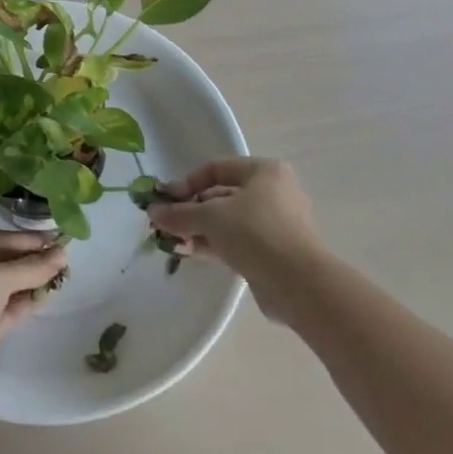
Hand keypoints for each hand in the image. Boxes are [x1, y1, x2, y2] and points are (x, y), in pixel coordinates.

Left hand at [0, 232, 67, 401]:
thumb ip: (30, 267)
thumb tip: (63, 255)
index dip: (26, 239)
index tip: (56, 238)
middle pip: (1, 261)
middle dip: (30, 260)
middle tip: (64, 257)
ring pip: (5, 286)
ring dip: (31, 281)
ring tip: (63, 274)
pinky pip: (6, 308)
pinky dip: (25, 301)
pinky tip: (48, 295)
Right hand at [148, 158, 326, 317]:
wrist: (299, 285)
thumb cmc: (255, 232)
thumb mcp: (210, 216)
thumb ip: (180, 213)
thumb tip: (153, 212)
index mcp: (264, 171)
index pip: (216, 168)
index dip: (187, 182)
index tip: (165, 200)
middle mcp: (274, 192)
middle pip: (222, 195)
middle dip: (192, 210)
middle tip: (167, 224)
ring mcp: (278, 224)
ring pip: (230, 221)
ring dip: (201, 230)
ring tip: (175, 242)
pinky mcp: (276, 253)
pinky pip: (240, 242)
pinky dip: (216, 245)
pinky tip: (192, 253)